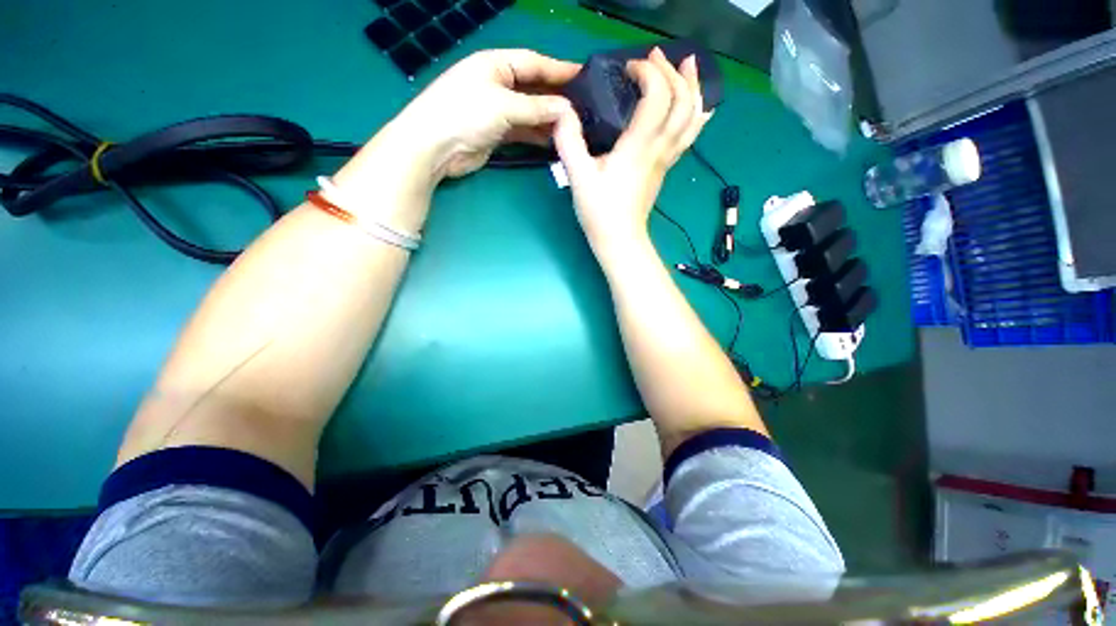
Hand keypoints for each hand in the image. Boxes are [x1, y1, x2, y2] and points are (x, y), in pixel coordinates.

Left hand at [331, 49, 577, 230]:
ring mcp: (497, 110)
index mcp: (495, 64)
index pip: (534, 63)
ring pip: (529, 112)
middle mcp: (497, 84)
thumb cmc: (465, 113)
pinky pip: (522, 131)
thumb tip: (566, 109)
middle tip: (582, 107)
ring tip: (573, 127)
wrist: (435, 147)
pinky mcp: (496, 133)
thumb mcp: (503, 105)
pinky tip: (553, 141)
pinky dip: (536, 136)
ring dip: (548, 120)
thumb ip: (536, 107)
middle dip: (556, 97)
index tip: (583, 75)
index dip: (558, 69)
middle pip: (533, 88)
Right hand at [553, 48, 710, 261]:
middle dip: (672, 71)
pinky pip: (690, 134)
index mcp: (638, 147)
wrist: (620, 239)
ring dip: (693, 85)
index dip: (647, 73)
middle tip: (653, 57)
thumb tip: (562, 110)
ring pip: (694, 117)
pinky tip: (697, 103)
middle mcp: (659, 148)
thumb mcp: (578, 177)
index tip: (627, 70)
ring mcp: (667, 158)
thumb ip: (569, 142)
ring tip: (688, 64)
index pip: (658, 96)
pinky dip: (697, 111)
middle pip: (683, 100)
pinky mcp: (666, 167)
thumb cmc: (600, 212)